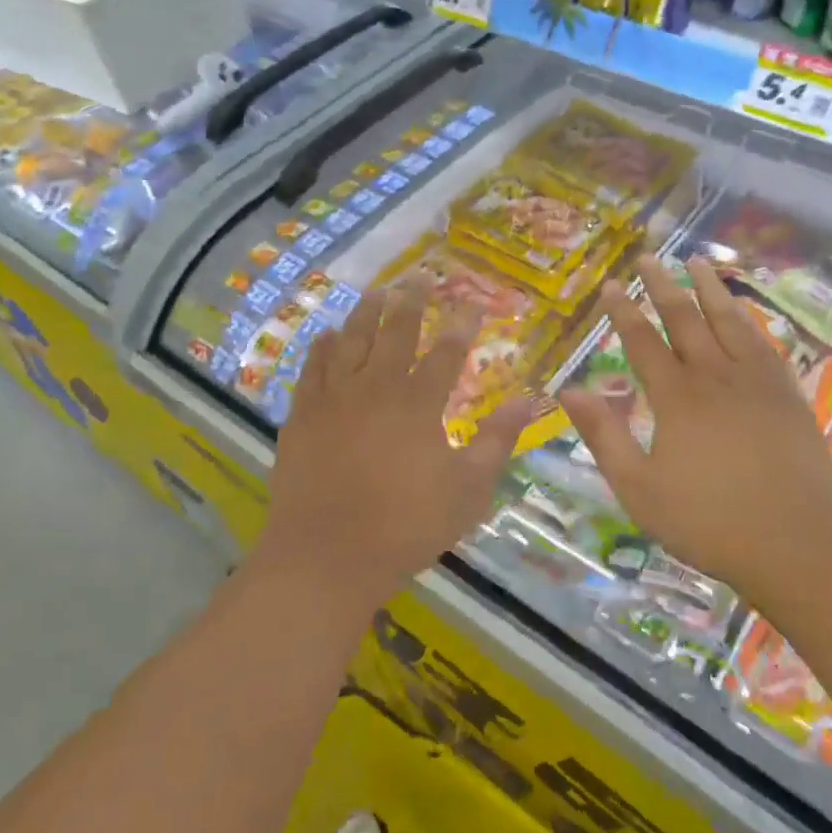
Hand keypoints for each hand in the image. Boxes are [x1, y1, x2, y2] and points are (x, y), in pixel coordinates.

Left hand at [259, 280, 534, 613]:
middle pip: (396, 332)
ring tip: (377, 290)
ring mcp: (335, 399)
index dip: (462, 325)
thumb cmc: (405, 526)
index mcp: (418, 403)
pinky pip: (312, 369)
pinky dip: (322, 347)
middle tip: (420, 276)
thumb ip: (497, 440)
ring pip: (351, 340)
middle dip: (411, 301)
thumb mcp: (468, 489)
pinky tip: (327, 334)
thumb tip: (528, 400)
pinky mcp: (303, 416)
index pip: (446, 351)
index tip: (473, 302)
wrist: (325, 556)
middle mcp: (376, 388)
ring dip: (366, 312)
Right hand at [559, 256, 831, 607]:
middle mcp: (715, 376)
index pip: (643, 341)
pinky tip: (743, 313)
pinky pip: (763, 343)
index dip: (624, 311)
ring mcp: (756, 381)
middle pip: (685, 318)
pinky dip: (748, 320)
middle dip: (663, 285)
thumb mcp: (640, 489)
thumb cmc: (709, 523)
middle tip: (649, 257)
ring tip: (697, 261)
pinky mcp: (786, 394)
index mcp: (677, 397)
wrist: (797, 545)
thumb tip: (568, 389)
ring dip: (709, 289)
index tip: (612, 284)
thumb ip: (604, 436)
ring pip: (729, 321)